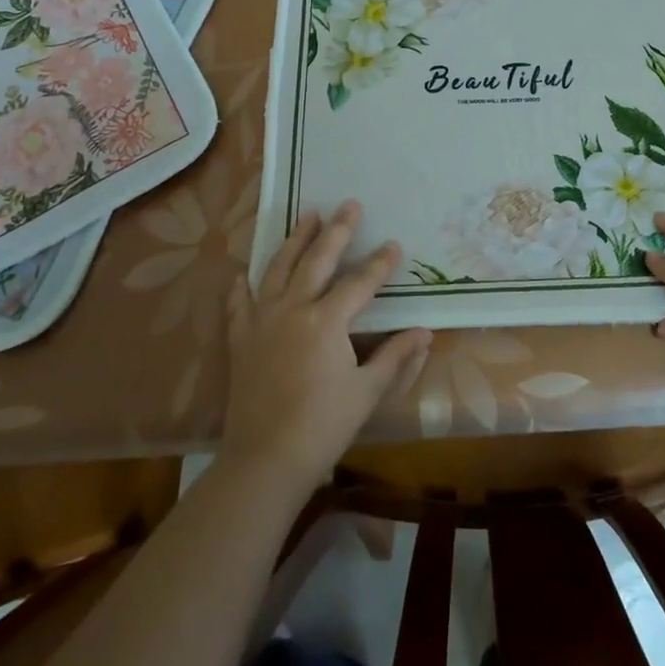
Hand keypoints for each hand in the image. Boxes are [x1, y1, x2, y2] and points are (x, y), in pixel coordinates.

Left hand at [221, 201, 431, 494]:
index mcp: (327, 321)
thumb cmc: (323, 426)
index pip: (360, 282)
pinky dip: (243, 286)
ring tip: (307, 215)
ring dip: (295, 240)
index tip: (394, 244)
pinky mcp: (241, 340)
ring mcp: (262, 321)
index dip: (380, 263)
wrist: (265, 460)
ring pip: (278, 269)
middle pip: (317, 260)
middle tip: (349, 205)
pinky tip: (244, 273)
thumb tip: (425, 333)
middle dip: (337, 231)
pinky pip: (239, 304)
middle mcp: (293, 309)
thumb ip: (395, 357)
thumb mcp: (367, 392)